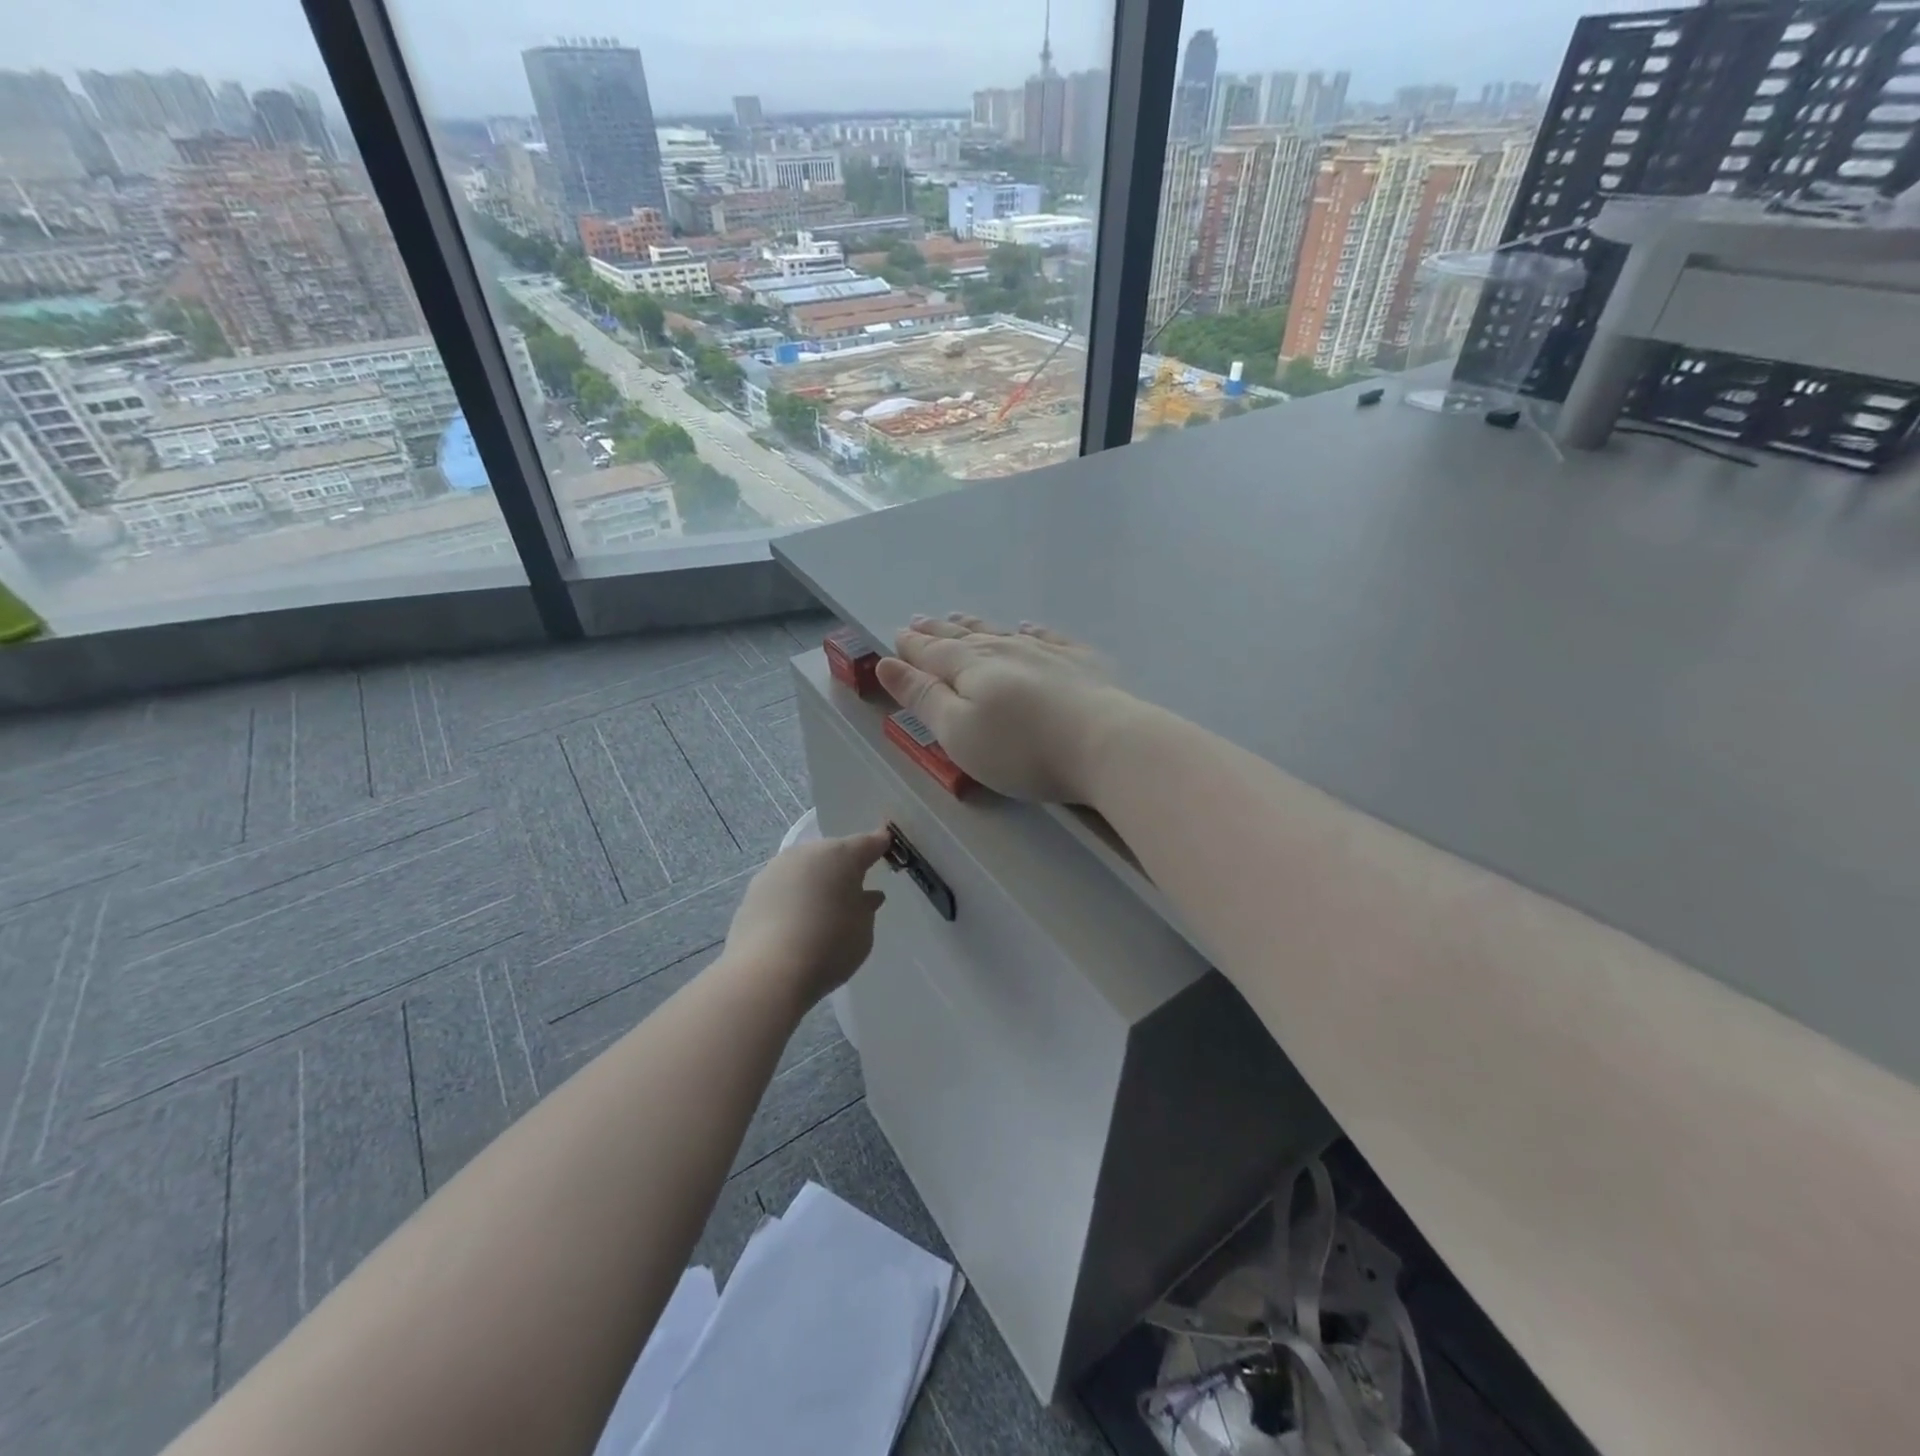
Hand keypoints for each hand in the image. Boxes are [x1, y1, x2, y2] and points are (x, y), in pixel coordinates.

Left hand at [725, 828, 891, 1006]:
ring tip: (823, 907)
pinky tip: (797, 920)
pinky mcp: (753, 891)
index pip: (868, 843)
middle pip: (832, 853)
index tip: (886, 848)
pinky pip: (783, 888)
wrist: (767, 972)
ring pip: (805, 868)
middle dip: (844, 867)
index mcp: (842, 855)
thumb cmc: (830, 946)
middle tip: (854, 887)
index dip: (879, 846)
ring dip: (816, 881)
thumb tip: (866, 896)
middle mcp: (807, 853)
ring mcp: (776, 869)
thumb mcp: (863, 930)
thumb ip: (866, 908)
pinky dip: (793, 898)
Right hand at [875, 614, 1132, 803]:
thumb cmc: (1021, 748)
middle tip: (920, 620)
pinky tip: (1029, 627)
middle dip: (938, 631)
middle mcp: (1005, 650)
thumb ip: (922, 697)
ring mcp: (1046, 652)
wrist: (1105, 744)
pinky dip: (1032, 631)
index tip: (896, 635)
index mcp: (970, 667)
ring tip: (960, 618)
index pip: (932, 652)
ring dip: (977, 626)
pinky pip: (1049, 637)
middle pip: (964, 637)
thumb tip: (886, 663)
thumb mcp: (957, 731)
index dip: (912, 645)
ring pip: (1002, 632)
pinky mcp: (1081, 663)